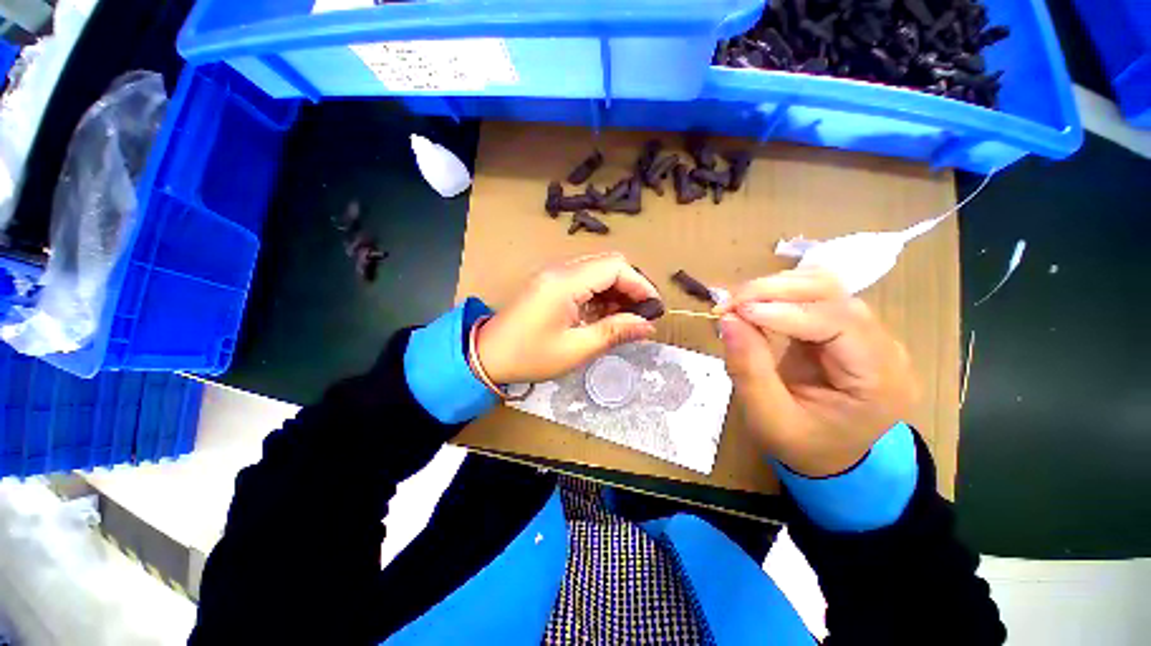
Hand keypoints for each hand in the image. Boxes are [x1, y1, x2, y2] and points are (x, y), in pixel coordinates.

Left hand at [476, 252, 659, 384]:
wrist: (487, 355)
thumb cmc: (530, 355)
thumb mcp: (576, 348)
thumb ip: (614, 332)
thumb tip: (647, 325)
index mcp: (565, 282)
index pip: (615, 266)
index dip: (640, 284)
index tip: (654, 308)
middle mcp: (560, 269)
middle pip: (608, 264)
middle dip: (630, 287)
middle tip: (642, 315)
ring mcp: (554, 274)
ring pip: (597, 271)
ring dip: (616, 291)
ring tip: (626, 318)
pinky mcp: (550, 283)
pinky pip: (583, 280)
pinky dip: (600, 294)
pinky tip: (605, 315)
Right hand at [714, 269, 918, 476]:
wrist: (828, 458)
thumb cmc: (801, 445)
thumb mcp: (768, 418)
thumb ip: (748, 369)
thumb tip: (727, 320)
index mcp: (880, 381)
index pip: (840, 324)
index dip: (786, 312)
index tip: (736, 313)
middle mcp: (883, 348)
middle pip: (833, 294)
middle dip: (775, 292)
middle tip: (730, 305)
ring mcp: (866, 333)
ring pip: (823, 286)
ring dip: (774, 289)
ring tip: (737, 306)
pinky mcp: (843, 327)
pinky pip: (812, 296)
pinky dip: (777, 295)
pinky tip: (754, 307)